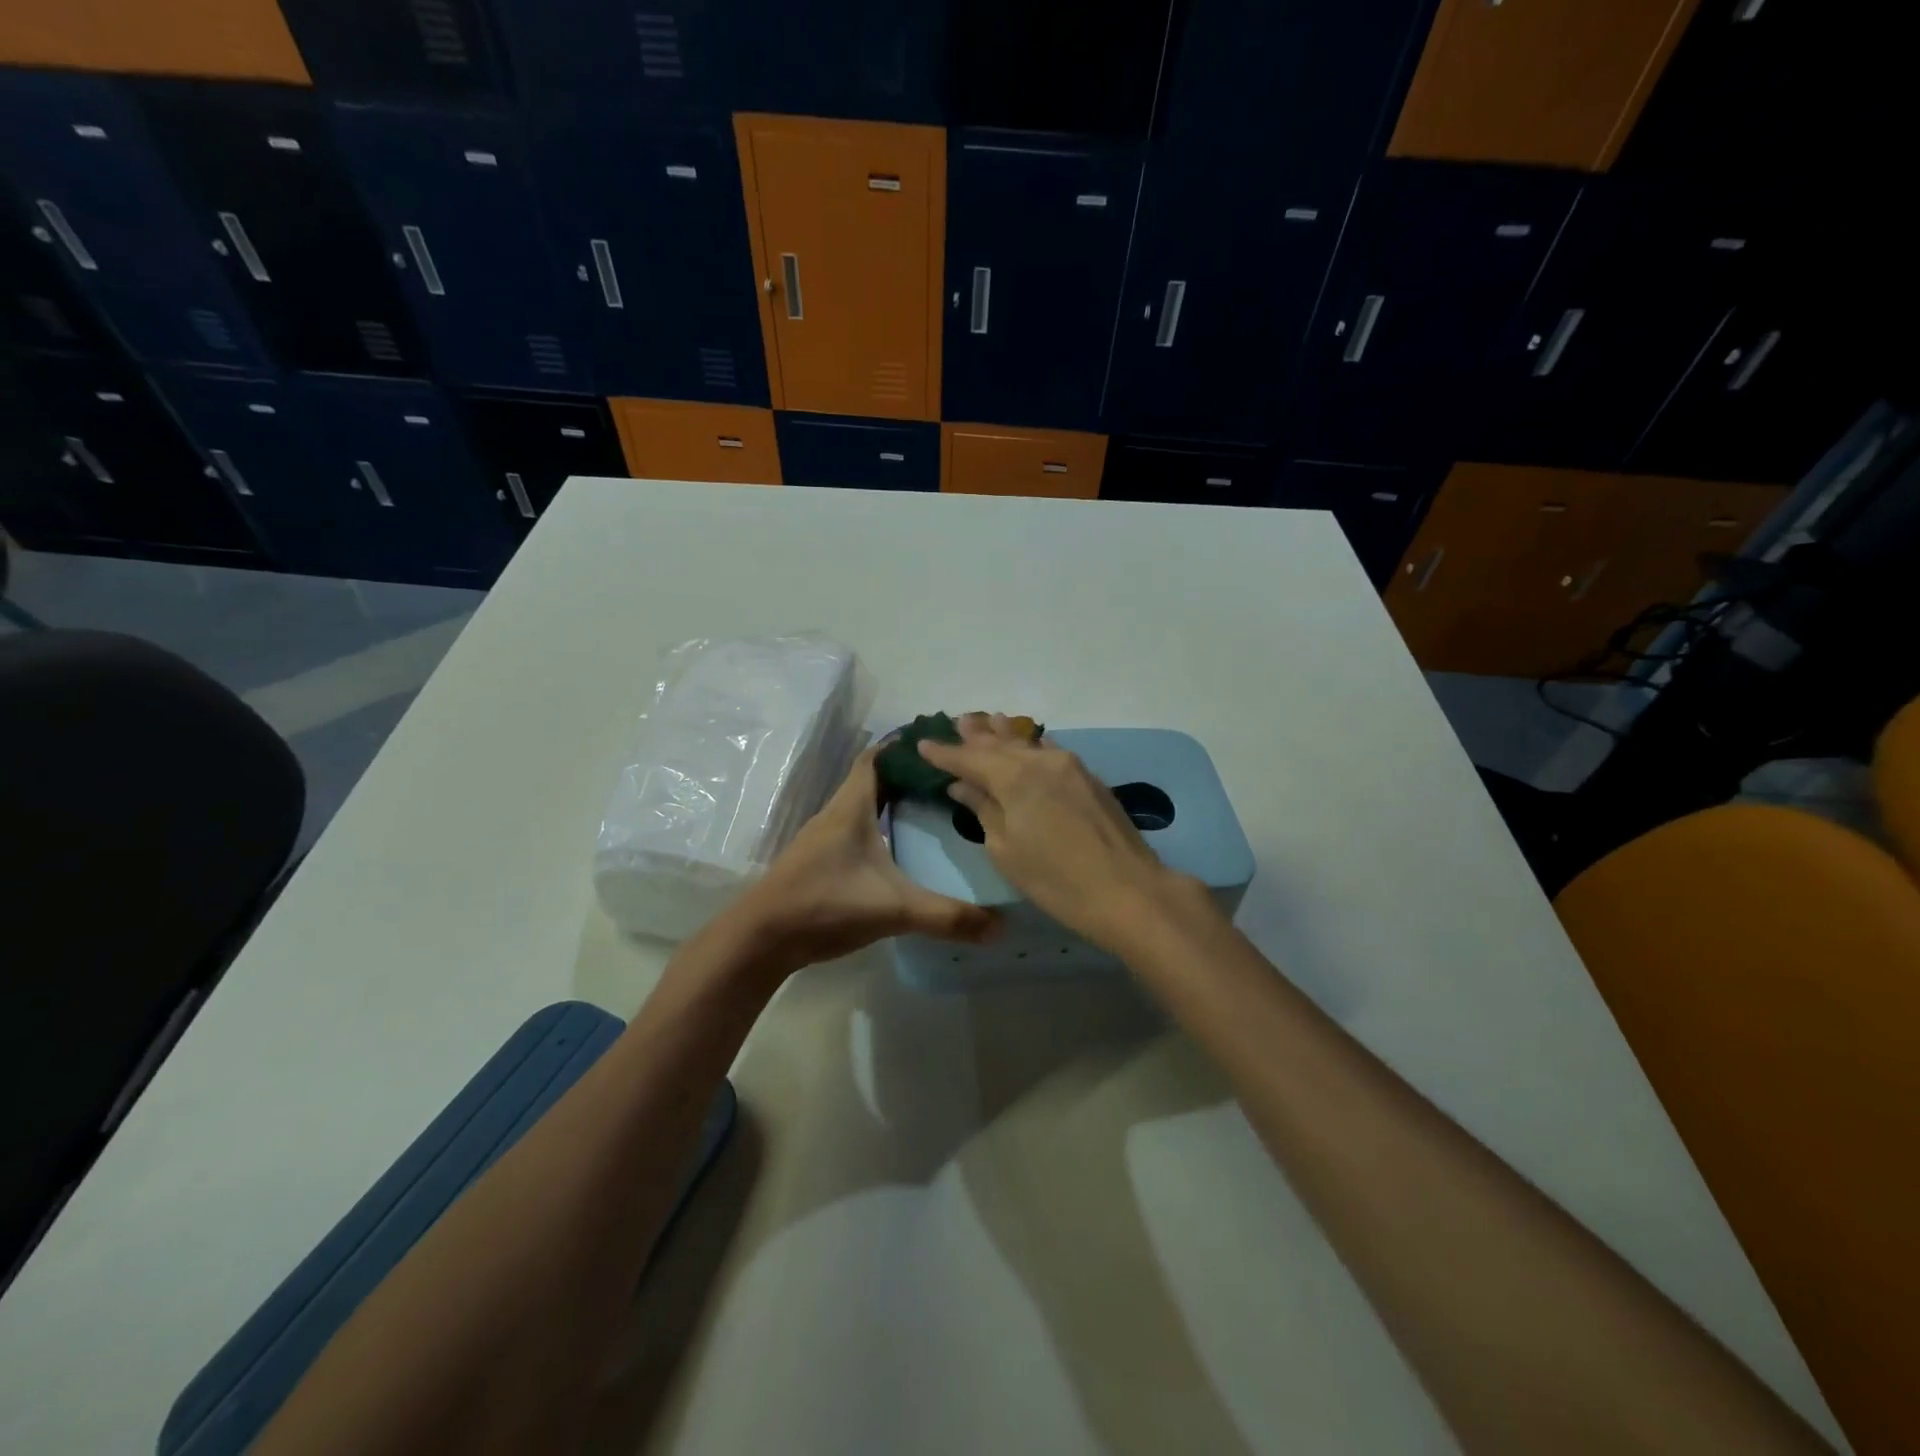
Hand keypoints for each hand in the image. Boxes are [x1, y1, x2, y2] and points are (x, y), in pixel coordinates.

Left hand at [732, 743, 998, 974]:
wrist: (761, 939)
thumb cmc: (825, 905)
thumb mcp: (894, 909)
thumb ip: (947, 917)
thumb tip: (1001, 927)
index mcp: (851, 808)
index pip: (875, 758)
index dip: (902, 745)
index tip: (936, 741)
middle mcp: (835, 814)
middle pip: (871, 779)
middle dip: (906, 773)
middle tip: (946, 777)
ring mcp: (822, 838)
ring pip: (861, 805)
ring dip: (890, 800)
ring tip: (930, 807)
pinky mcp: (817, 861)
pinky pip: (853, 829)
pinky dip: (877, 826)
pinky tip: (897, 847)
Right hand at [918, 714, 1204, 953]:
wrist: (1127, 890)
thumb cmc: (1056, 880)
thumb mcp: (1006, 850)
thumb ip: (984, 810)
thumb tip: (963, 786)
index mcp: (1013, 777)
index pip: (969, 759)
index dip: (944, 754)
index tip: (923, 744)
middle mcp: (1040, 760)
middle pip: (1000, 744)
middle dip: (976, 735)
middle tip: (958, 721)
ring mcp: (1069, 766)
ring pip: (1028, 743)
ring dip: (1005, 734)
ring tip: (989, 721)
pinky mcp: (1089, 778)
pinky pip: (1050, 751)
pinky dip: (1032, 745)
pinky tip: (1030, 744)